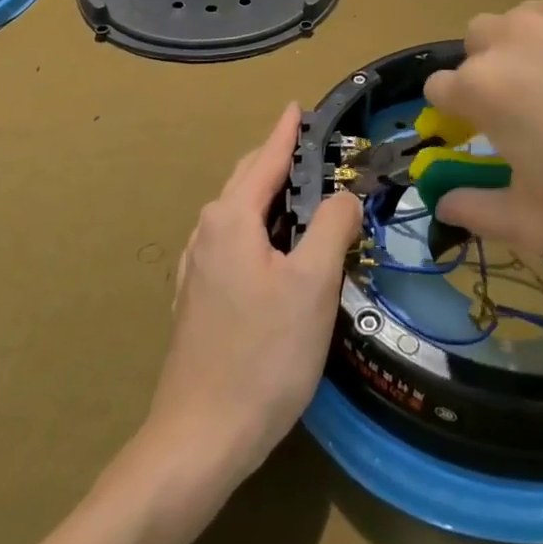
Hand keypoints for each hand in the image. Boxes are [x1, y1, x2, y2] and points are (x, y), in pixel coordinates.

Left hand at [144, 103, 361, 490]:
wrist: (200, 437)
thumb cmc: (264, 354)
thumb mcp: (313, 285)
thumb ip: (332, 227)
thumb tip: (345, 195)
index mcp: (231, 219)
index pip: (265, 158)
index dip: (286, 131)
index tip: (298, 106)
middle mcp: (207, 232)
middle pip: (247, 181)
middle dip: (279, 161)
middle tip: (318, 155)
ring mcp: (197, 267)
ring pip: (239, 214)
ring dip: (270, 198)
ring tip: (307, 200)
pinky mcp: (198, 298)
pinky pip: (233, 242)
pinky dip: (260, 229)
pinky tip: (277, 253)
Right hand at [423, 0, 542, 265]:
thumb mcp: (542, 227)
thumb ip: (477, 212)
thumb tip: (445, 201)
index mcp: (486, 87)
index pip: (439, 87)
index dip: (457, 114)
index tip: (484, 135)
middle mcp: (515, 34)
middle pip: (479, 40)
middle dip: (490, 69)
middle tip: (534, 109)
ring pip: (529, 20)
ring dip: (537, 47)